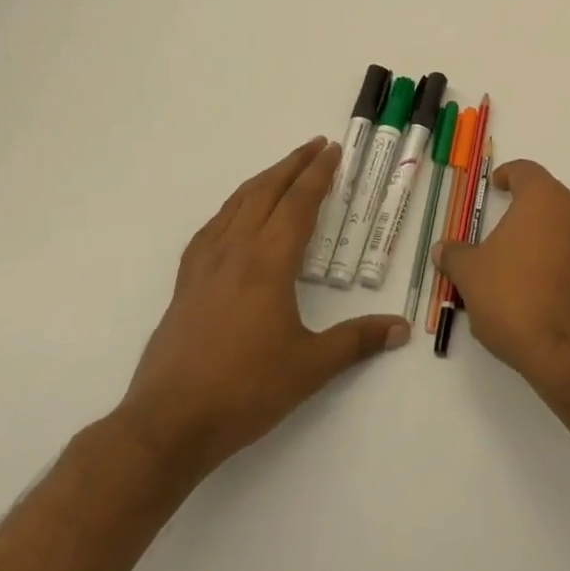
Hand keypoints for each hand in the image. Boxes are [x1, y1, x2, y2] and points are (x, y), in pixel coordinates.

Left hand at [116, 139, 408, 480]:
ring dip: (262, 180)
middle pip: (265, 192)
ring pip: (235, 205)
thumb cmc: (244, 390)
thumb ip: (357, 341)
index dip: (318, 174)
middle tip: (315, 146)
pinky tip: (233, 217)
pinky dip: (230, 209)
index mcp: (268, 262)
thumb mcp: (310, 367)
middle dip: (292, 165)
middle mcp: (235, 252)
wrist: (167, 424)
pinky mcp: (184, 285)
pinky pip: (211, 229)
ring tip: (281, 170)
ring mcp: (204, 266)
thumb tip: (401, 328)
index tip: (332, 150)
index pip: (298, 203)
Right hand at [432, 159, 569, 394]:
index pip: (525, 170)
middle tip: (496, 222)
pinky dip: (550, 255)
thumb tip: (443, 248)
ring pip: (559, 223)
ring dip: (536, 232)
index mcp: (543, 198)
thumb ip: (455, 255)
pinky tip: (529, 281)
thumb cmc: (514, 295)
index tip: (494, 186)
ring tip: (509, 256)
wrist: (567, 348)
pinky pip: (569, 250)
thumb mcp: (471, 274)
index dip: (507, 174)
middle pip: (545, 195)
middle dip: (521, 205)